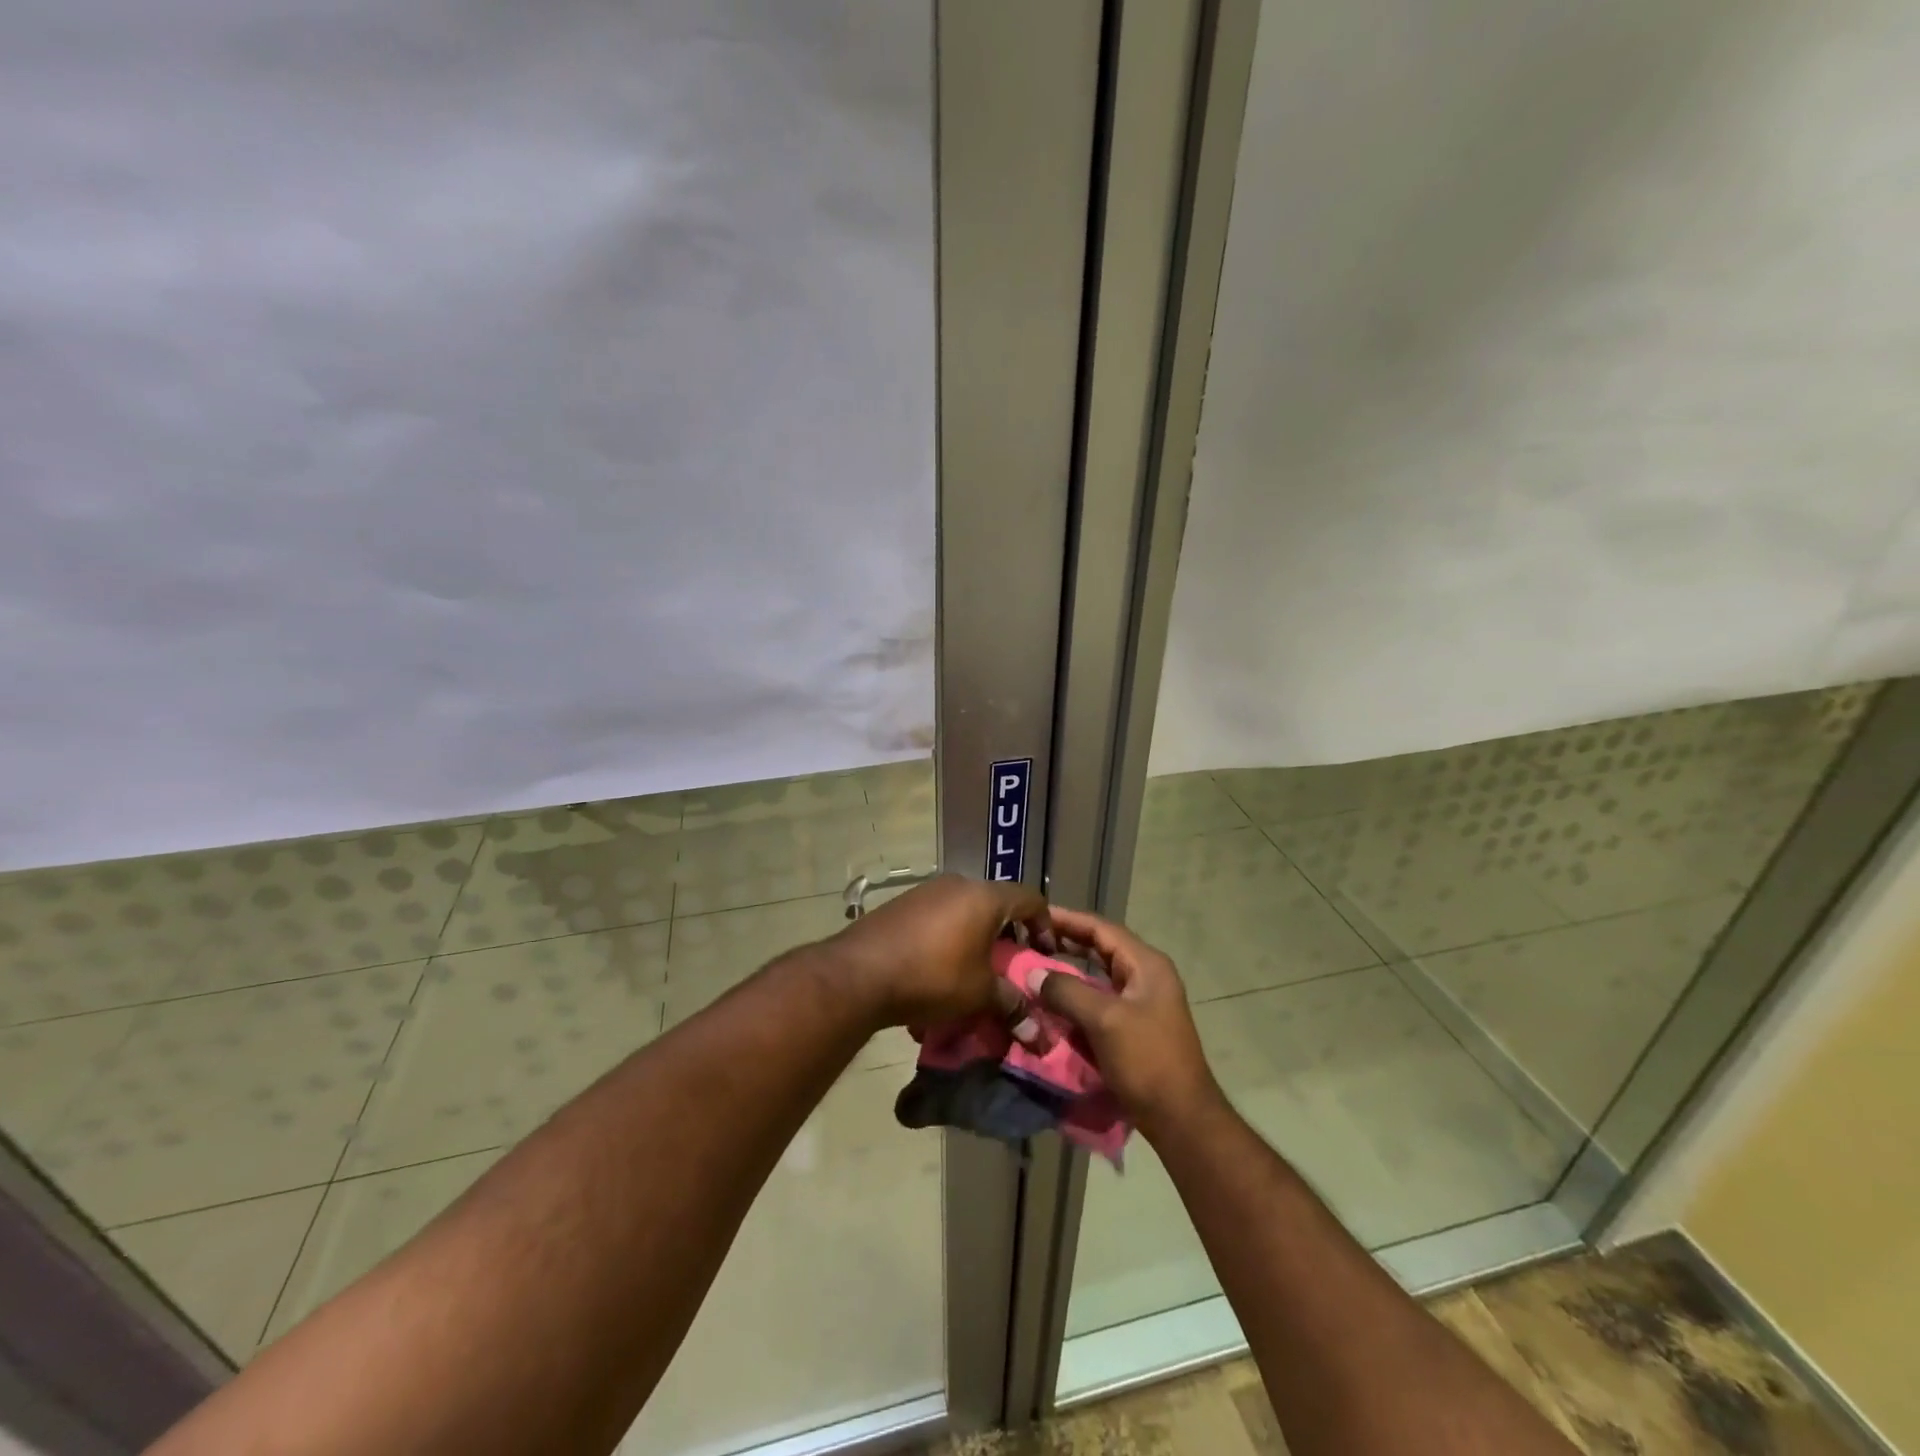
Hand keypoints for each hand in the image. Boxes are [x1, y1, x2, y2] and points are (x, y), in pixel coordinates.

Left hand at [825, 874, 1052, 1031]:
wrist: (859, 973)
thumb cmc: (932, 976)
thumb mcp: (979, 995)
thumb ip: (1011, 1006)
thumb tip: (1038, 1033)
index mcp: (984, 897)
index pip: (1030, 898)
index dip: (1044, 924)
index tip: (1045, 953)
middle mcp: (957, 884)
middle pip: (995, 904)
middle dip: (1006, 935)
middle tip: (1010, 965)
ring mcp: (925, 892)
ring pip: (963, 911)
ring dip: (974, 939)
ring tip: (972, 973)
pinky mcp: (900, 905)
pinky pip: (936, 918)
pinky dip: (946, 940)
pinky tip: (936, 973)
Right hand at [1025, 907, 1223, 1138]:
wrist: (1181, 1118)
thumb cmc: (1147, 1060)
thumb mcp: (1105, 1020)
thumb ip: (1067, 991)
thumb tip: (1033, 974)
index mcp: (1146, 964)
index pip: (1101, 928)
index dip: (1067, 919)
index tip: (1034, 915)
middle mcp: (1146, 976)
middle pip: (1100, 948)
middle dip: (1066, 942)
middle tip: (1029, 938)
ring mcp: (1141, 1002)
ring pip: (1098, 976)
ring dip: (1068, 970)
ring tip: (1035, 964)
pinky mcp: (1133, 1026)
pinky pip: (1099, 1000)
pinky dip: (1076, 997)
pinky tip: (1052, 1001)